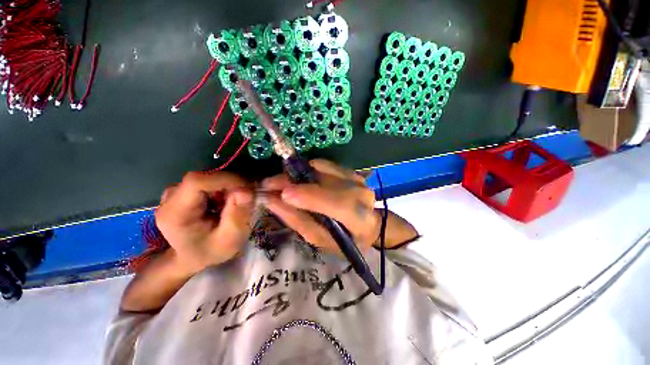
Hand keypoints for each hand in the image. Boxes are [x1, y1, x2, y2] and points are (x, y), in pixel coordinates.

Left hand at [154, 171, 253, 274]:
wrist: (191, 257)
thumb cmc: (210, 252)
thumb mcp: (229, 240)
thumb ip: (238, 215)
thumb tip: (247, 190)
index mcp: (175, 213)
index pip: (197, 182)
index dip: (225, 179)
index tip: (248, 189)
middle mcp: (170, 198)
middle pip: (206, 178)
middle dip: (231, 186)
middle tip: (246, 201)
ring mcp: (175, 192)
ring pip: (209, 178)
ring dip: (228, 188)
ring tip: (234, 206)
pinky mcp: (183, 190)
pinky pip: (208, 181)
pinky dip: (223, 189)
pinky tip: (225, 203)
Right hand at [261, 159, 380, 253]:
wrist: (368, 225)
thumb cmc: (343, 240)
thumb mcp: (318, 239)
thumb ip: (296, 219)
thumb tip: (270, 199)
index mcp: (359, 218)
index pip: (334, 202)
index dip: (306, 195)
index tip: (276, 194)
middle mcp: (360, 192)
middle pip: (323, 179)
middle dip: (291, 179)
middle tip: (269, 185)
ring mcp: (356, 177)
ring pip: (320, 167)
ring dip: (297, 173)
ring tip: (283, 183)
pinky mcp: (350, 170)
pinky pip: (324, 164)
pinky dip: (307, 170)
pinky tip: (300, 180)